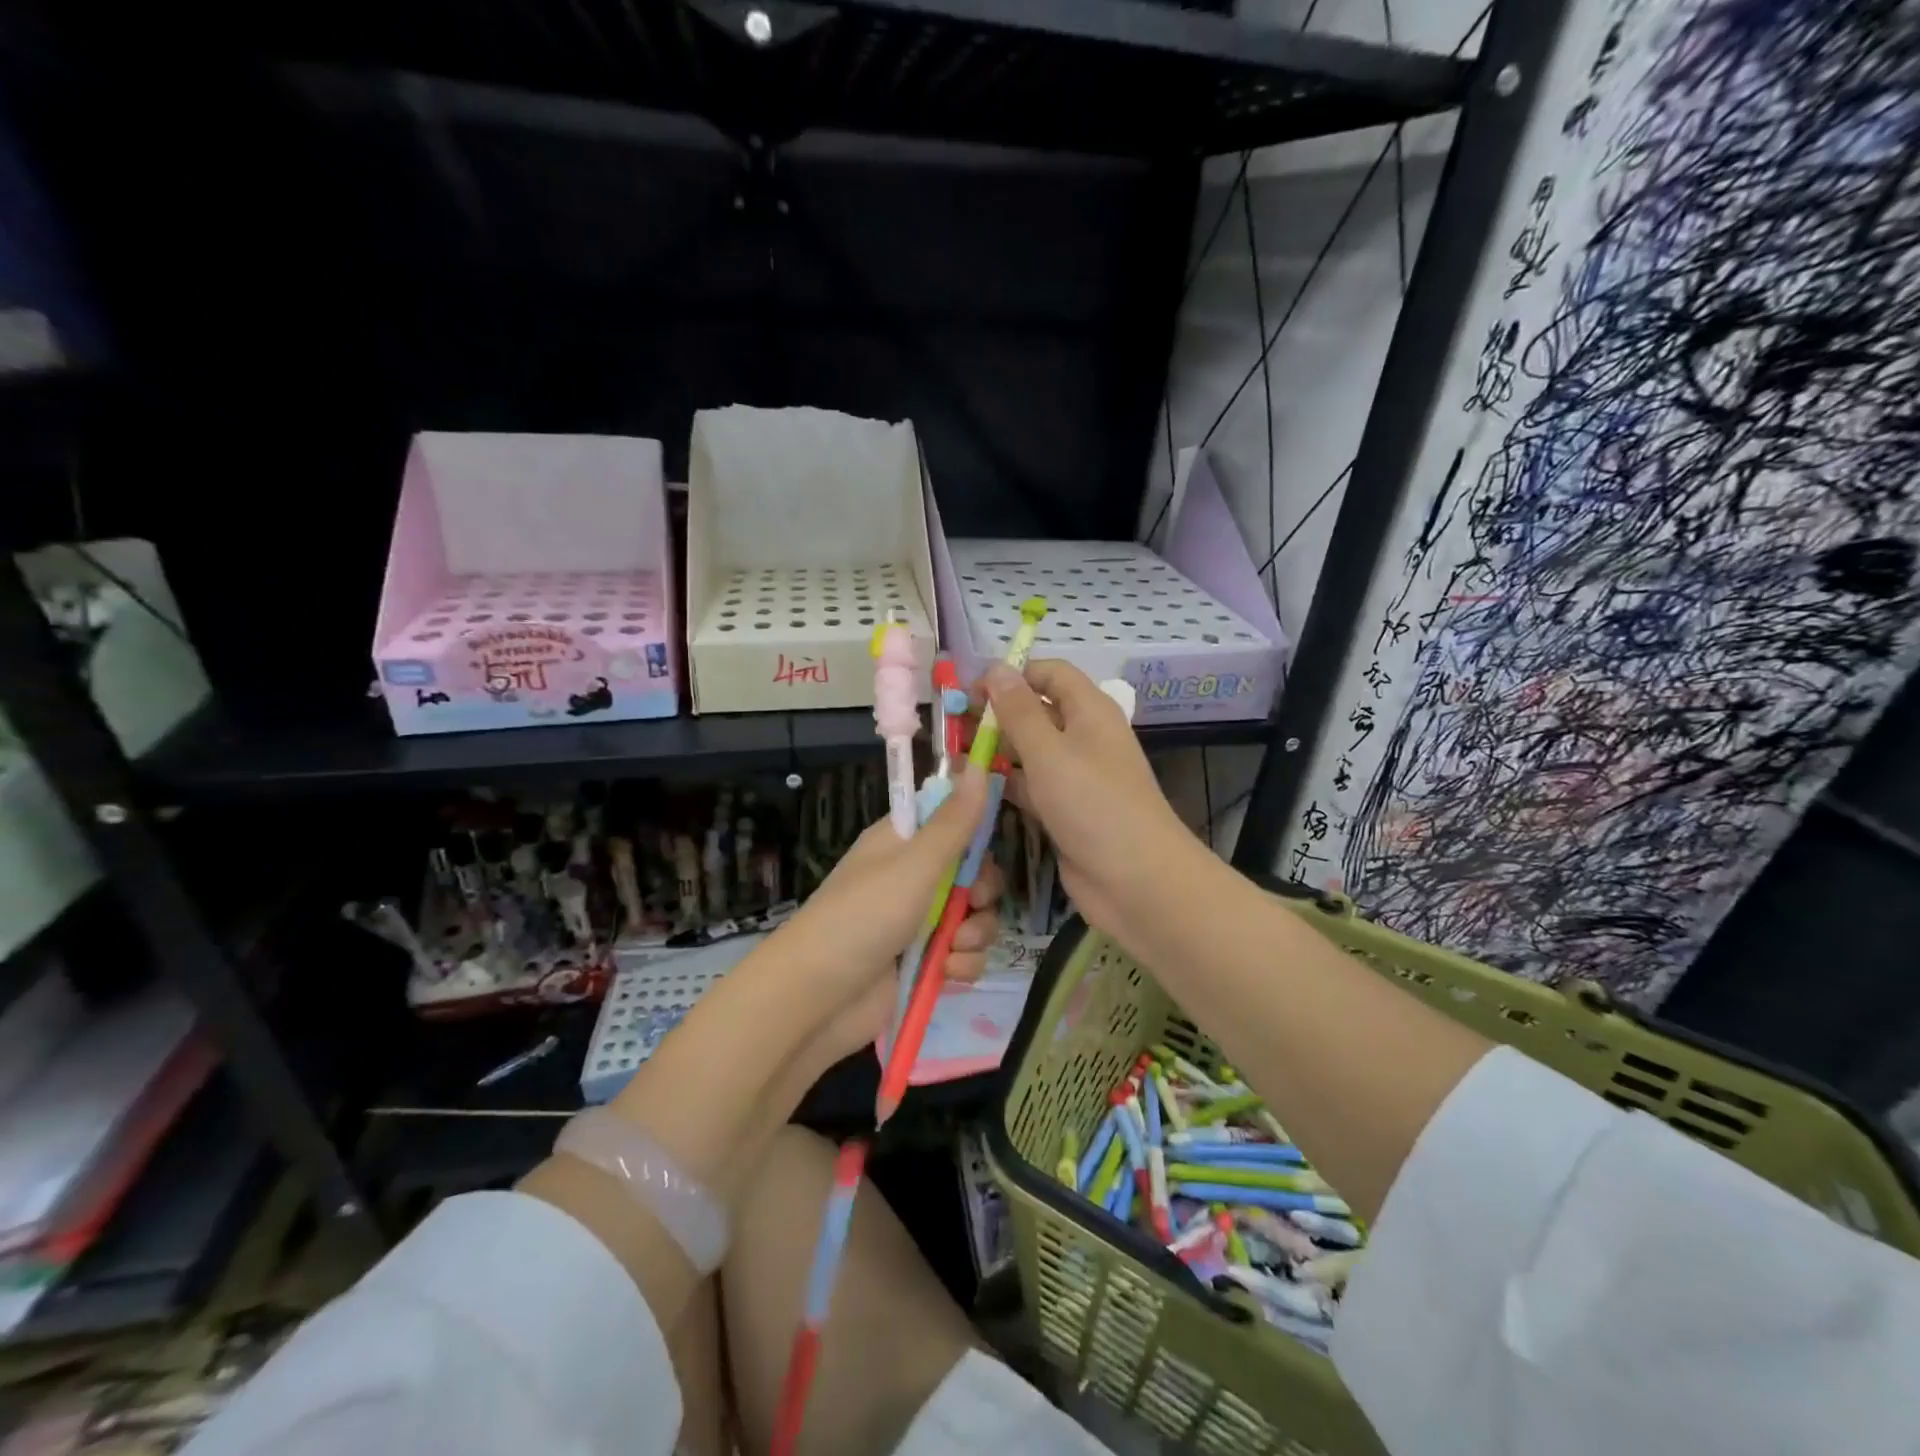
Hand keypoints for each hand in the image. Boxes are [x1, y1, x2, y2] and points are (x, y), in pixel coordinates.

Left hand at [773, 765, 1004, 1065]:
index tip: (985, 847)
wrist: (818, 998)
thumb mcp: (914, 864)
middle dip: (982, 892)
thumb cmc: (864, 916)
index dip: (975, 832)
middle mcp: (913, 877)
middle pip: (973, 873)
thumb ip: (954, 822)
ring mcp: (919, 922)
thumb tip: (980, 765)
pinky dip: (961, 966)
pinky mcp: (924, 963)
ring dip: (974, 935)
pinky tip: (944, 975)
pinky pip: (963, 955)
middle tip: (973, 902)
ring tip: (950, 949)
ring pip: (974, 917)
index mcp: (904, 843)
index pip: (951, 820)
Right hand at [981, 660, 1208, 957]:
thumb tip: (996, 667)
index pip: (1050, 674)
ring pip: (1029, 752)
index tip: (971, 691)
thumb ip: (1019, 711)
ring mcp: (1074, 777)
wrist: (1136, 882)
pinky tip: (970, 790)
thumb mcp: (1049, 752)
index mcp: (1089, 711)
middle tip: (952, 727)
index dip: (1012, 675)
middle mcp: (1083, 738)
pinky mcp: (1064, 811)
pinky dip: (1004, 785)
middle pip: (1036, 712)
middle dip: (996, 715)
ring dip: (995, 752)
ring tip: (952, 757)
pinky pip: (1030, 787)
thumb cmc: (1093, 805)